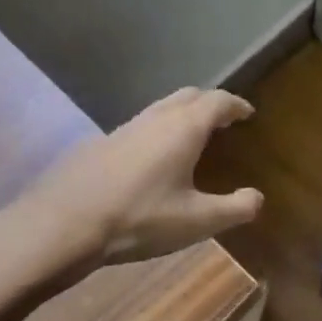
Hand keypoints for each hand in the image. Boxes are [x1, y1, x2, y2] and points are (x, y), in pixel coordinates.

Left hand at [23, 88, 262, 269]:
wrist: (64, 225)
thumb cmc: (140, 219)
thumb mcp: (196, 221)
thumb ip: (234, 209)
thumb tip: (257, 198)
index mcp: (184, 128)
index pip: (218, 102)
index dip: (236, 105)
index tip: (247, 113)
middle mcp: (155, 118)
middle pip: (189, 96)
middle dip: (209, 102)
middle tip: (223, 119)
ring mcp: (124, 128)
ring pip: (161, 108)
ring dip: (182, 113)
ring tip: (192, 135)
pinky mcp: (101, 143)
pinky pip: (140, 125)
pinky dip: (158, 129)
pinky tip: (153, 157)